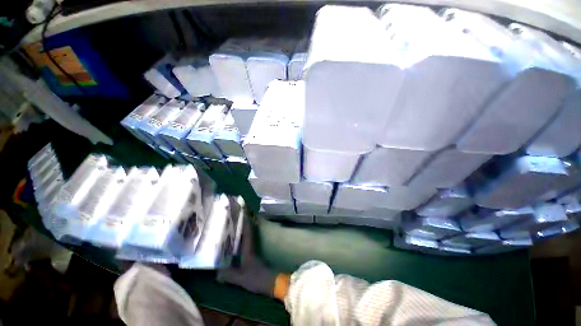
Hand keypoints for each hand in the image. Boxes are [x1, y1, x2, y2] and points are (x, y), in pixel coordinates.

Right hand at [217, 216, 288, 299]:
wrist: (271, 283)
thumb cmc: (257, 278)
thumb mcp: (241, 278)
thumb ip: (229, 275)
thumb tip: (216, 273)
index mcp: (249, 249)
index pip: (247, 233)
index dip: (245, 223)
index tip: (242, 214)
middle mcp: (251, 248)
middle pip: (247, 234)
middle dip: (241, 226)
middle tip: (233, 220)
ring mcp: (253, 252)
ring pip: (247, 239)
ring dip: (241, 233)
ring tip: (231, 230)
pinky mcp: (253, 258)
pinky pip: (246, 246)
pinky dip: (241, 243)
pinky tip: (234, 246)